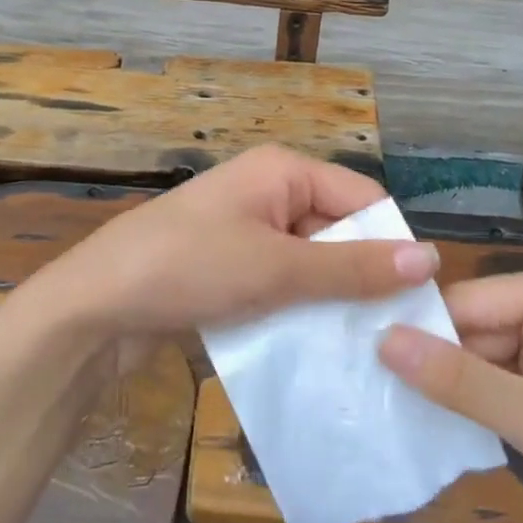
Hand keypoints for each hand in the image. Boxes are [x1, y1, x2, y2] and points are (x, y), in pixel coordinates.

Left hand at [15, 145, 438, 345]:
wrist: (92, 308)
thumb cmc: (187, 268)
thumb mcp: (276, 268)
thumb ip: (351, 267)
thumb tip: (430, 258)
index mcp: (282, 171)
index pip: (362, 197)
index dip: (390, 243)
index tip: (416, 302)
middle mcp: (268, 192)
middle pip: (337, 231)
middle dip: (360, 278)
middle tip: (392, 336)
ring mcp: (245, 232)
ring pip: (310, 264)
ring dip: (330, 302)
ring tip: (362, 351)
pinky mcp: (228, 268)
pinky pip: (280, 284)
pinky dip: (298, 311)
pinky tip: (317, 351)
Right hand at [377, 264, 522, 522]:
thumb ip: (463, 383)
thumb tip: (383, 341)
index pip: (464, 301)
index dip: (419, 335)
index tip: (368, 369)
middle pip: (473, 327)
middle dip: (440, 367)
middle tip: (383, 403)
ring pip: (484, 354)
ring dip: (458, 389)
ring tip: (407, 418)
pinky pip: (505, 376)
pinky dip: (484, 403)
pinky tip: (453, 428)